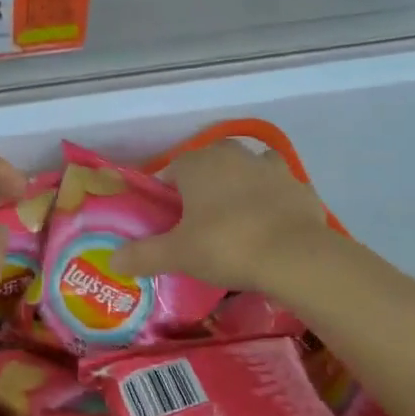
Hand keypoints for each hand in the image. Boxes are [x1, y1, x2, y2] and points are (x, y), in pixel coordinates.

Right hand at [110, 140, 331, 292]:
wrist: (296, 257)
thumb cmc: (226, 246)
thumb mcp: (177, 255)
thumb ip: (142, 254)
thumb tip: (112, 260)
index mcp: (199, 162)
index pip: (172, 171)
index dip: (166, 197)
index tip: (167, 223)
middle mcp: (234, 155)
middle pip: (210, 168)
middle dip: (203, 190)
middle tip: (199, 226)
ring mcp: (273, 167)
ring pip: (247, 174)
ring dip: (240, 191)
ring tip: (235, 226)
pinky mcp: (301, 187)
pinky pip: (278, 192)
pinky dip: (271, 205)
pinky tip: (268, 231)